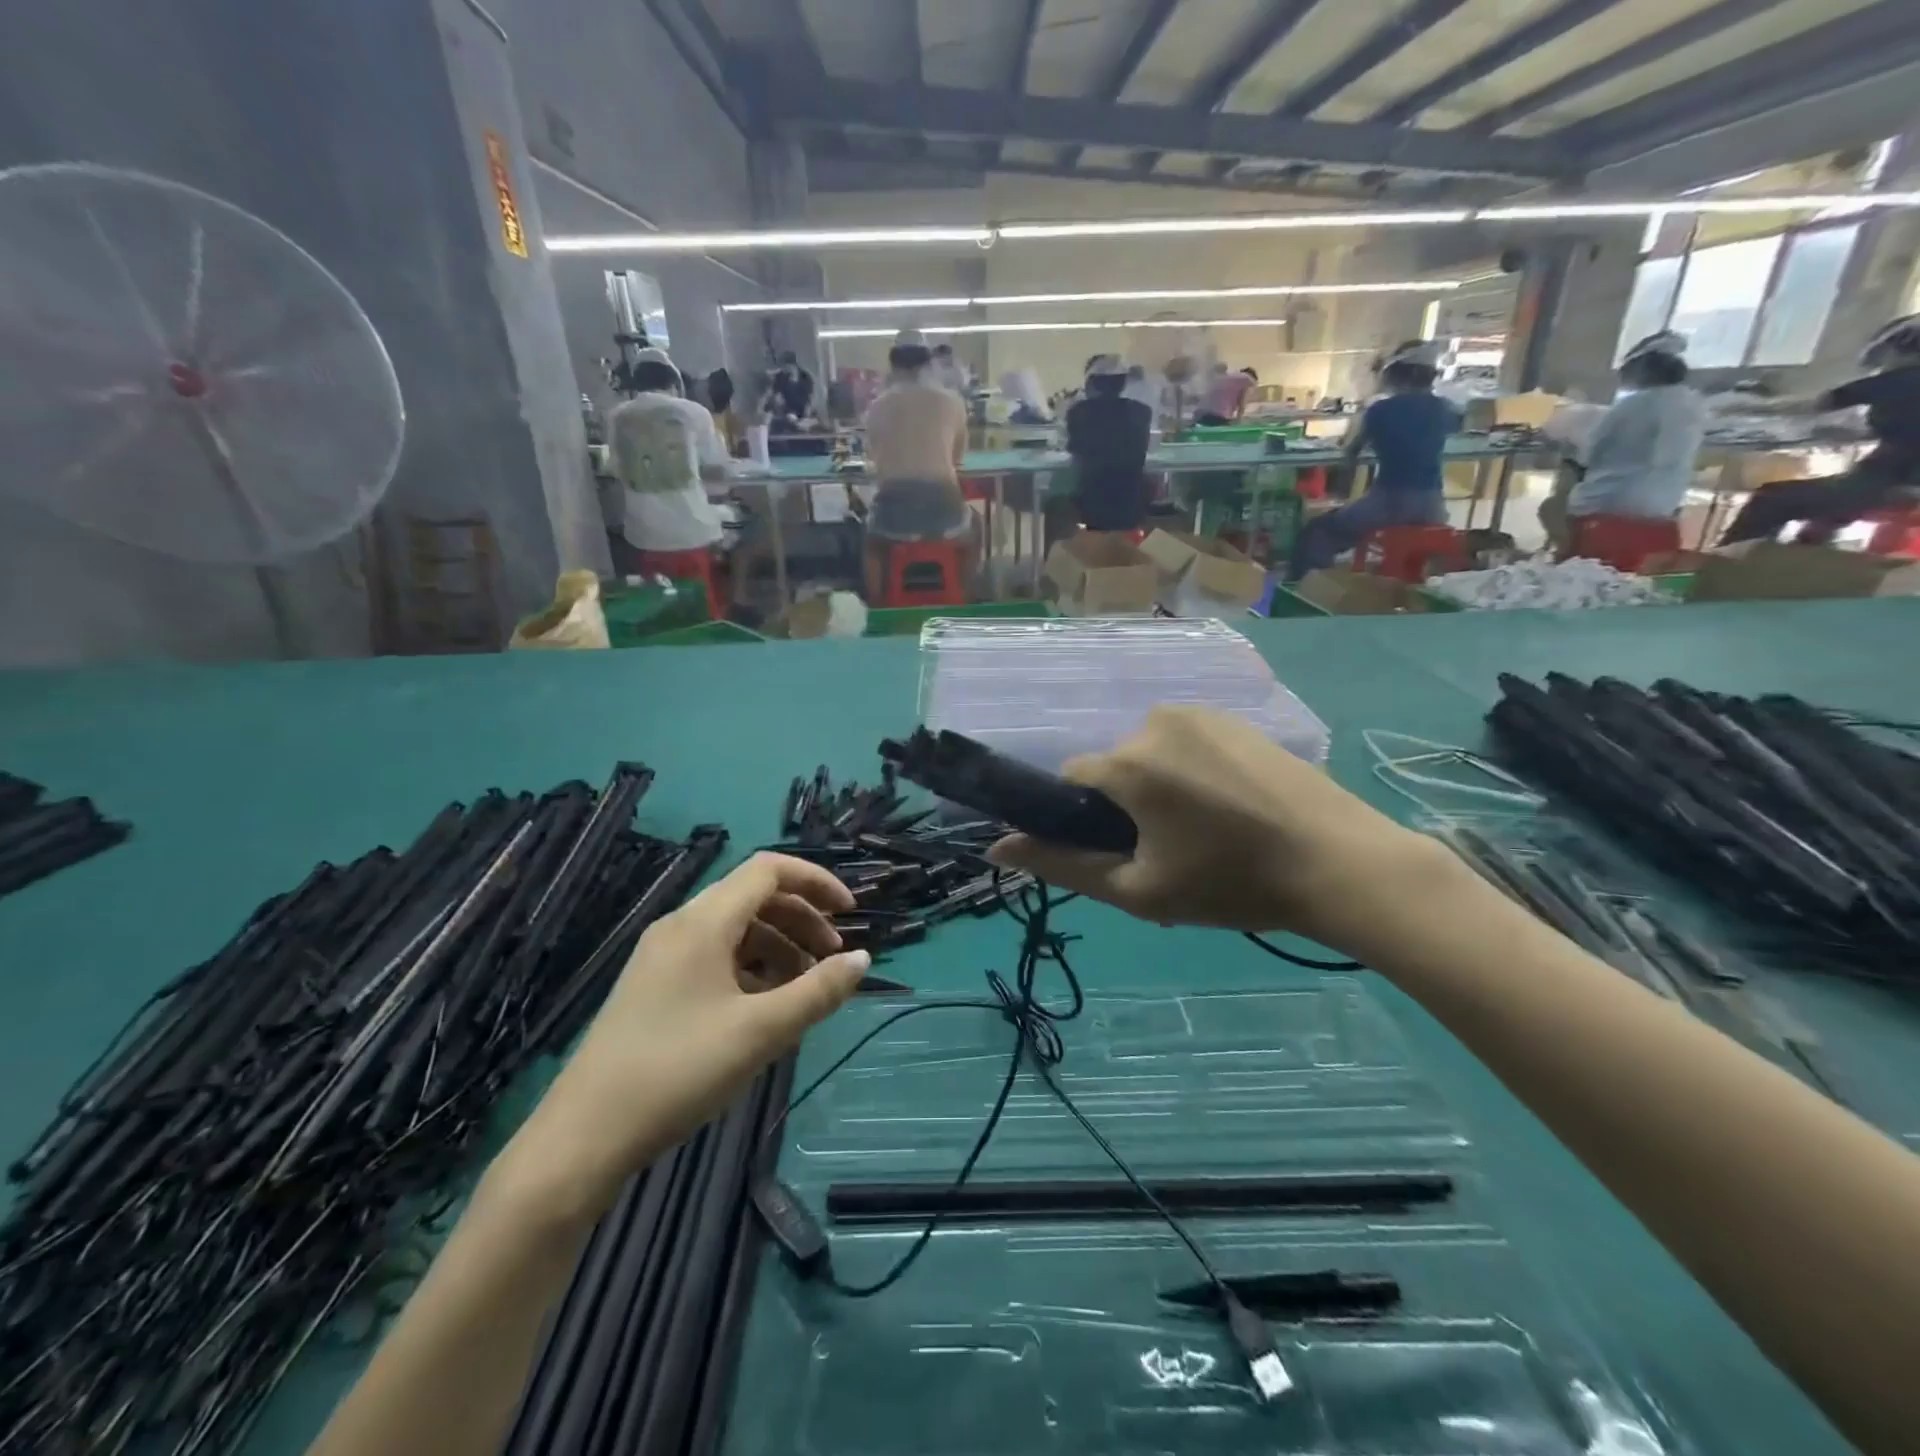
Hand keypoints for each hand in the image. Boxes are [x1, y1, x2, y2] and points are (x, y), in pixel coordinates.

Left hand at [504, 853, 865, 1211]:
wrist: (584, 1136)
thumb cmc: (678, 1071)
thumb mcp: (760, 1032)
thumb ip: (818, 991)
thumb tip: (862, 959)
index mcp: (703, 921)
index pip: (769, 870)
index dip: (816, 881)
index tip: (850, 913)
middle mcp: (681, 925)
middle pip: (754, 896)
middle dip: (802, 918)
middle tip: (832, 958)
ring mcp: (663, 955)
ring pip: (735, 928)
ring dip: (779, 944)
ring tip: (805, 987)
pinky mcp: (655, 984)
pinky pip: (715, 954)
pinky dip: (751, 966)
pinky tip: (765, 1005)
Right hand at [987, 705, 1447, 950]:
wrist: (1340, 864)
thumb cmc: (1232, 883)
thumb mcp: (1139, 889)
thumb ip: (1063, 866)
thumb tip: (997, 848)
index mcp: (1129, 761)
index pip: (1071, 779)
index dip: (1085, 819)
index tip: (1122, 852)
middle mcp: (1156, 721)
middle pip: (1114, 767)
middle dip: (1126, 805)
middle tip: (1171, 853)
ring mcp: (1202, 714)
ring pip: (1151, 754)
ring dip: (1160, 788)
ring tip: (1206, 832)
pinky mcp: (1237, 719)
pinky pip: (1188, 743)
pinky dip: (1193, 772)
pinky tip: (1232, 808)